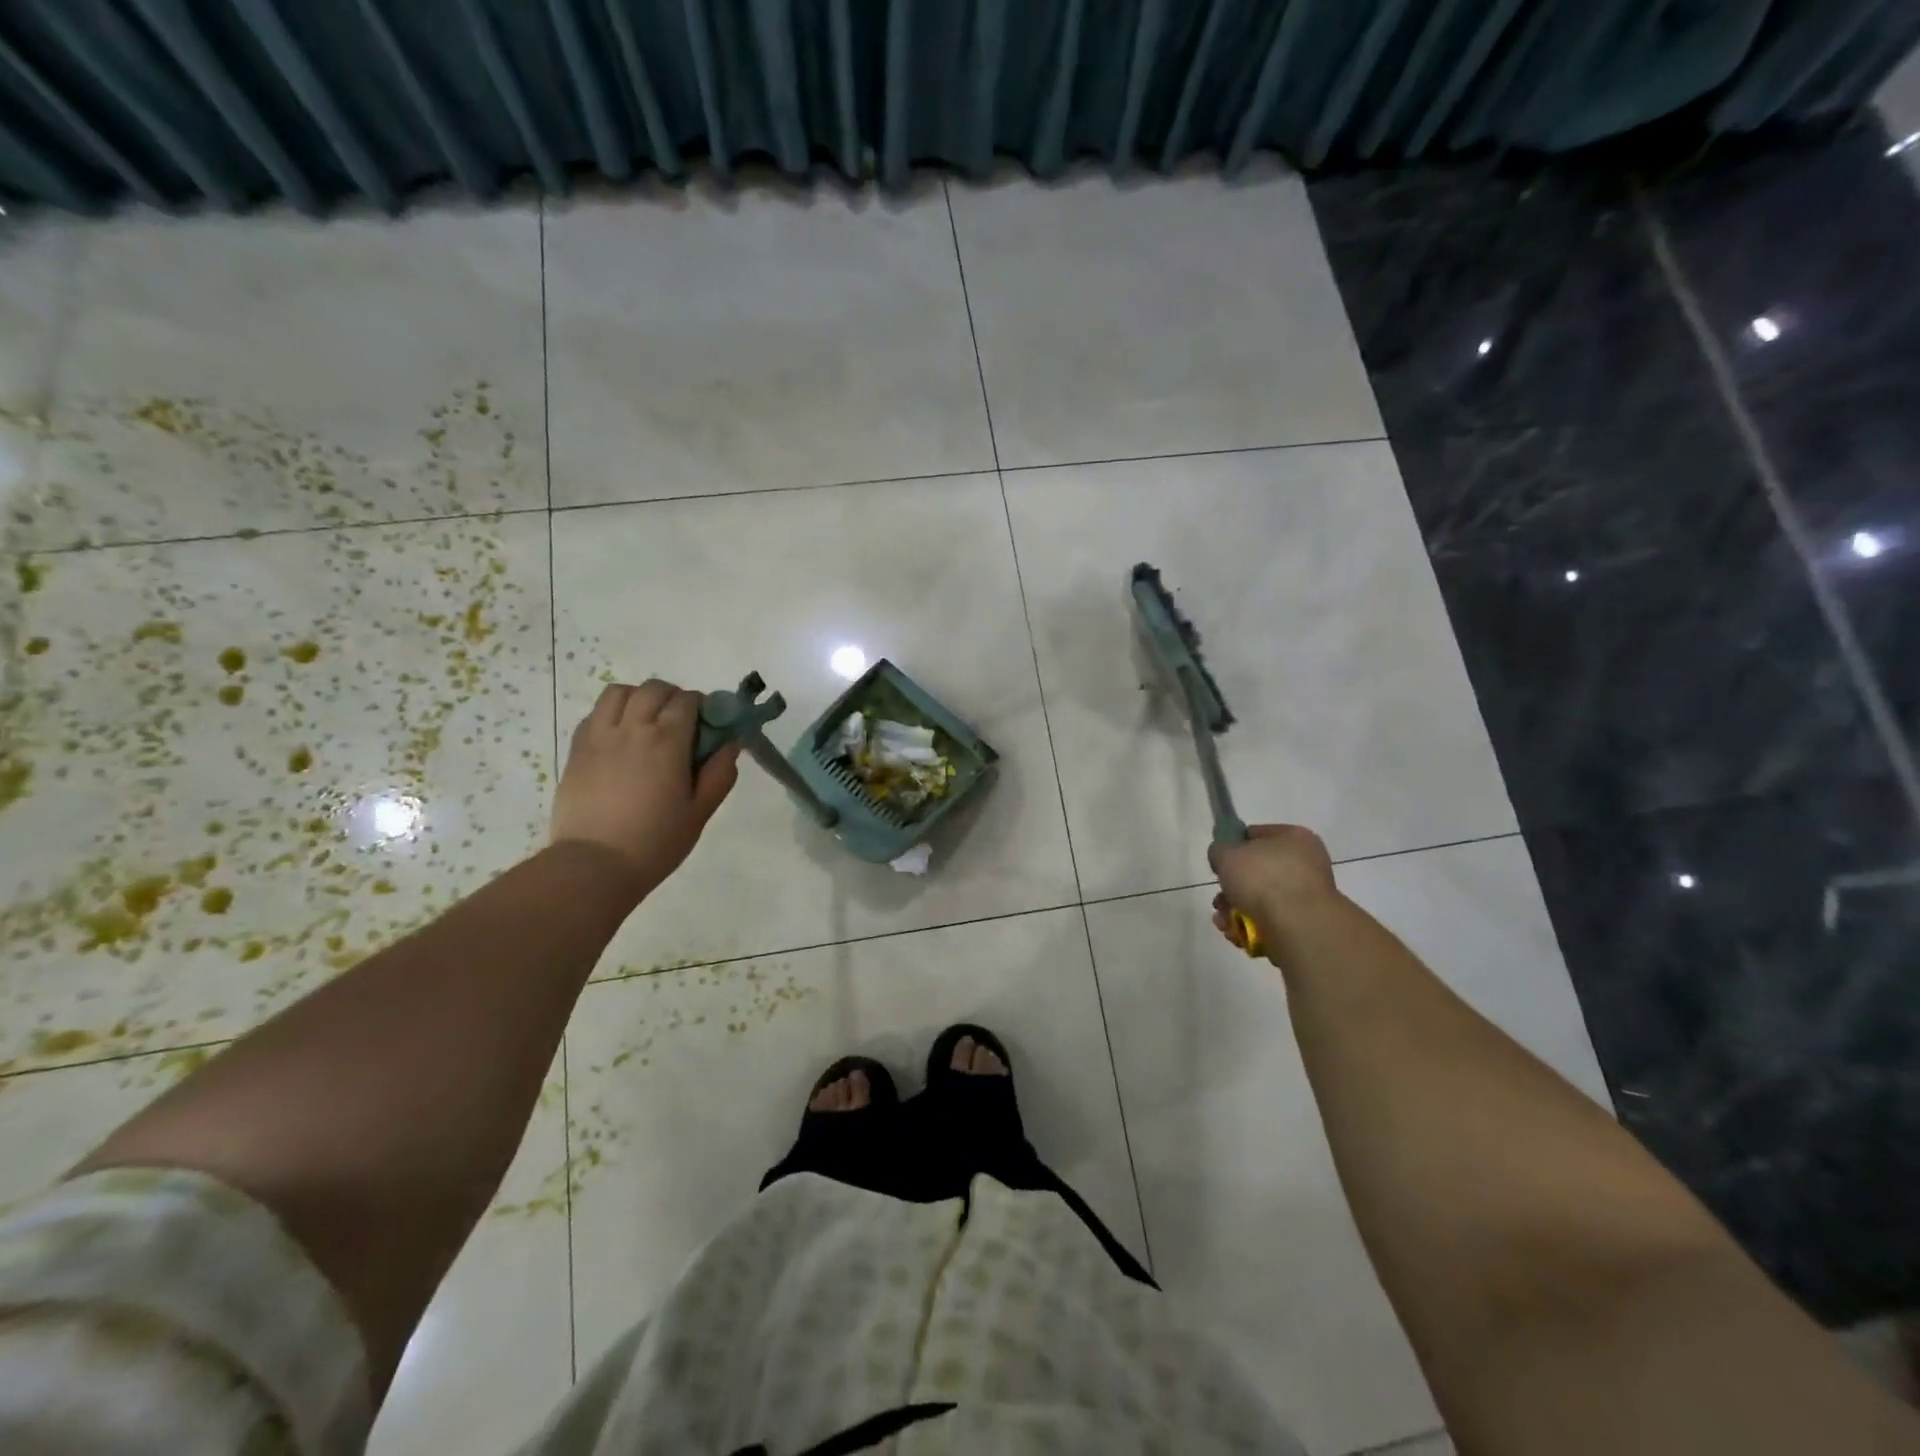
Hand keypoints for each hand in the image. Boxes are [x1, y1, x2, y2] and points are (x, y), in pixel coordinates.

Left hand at [551, 681, 739, 900]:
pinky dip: (612, 714)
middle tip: (681, 723)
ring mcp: (599, 736)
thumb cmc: (656, 842)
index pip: (688, 700)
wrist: (594, 865)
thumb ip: (720, 774)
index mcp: (667, 741)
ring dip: (638, 698)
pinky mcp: (577, 749)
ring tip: (646, 722)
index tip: (709, 725)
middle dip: (673, 697)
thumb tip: (730, 743)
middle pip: (653, 689)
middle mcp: (632, 728)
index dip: (703, 706)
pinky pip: (594, 714)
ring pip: (618, 692)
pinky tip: (620, 738)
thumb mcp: (700, 812)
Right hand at [1209, 824, 1338, 950]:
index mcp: (1294, 837)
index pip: (1256, 835)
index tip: (1219, 863)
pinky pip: (1271, 921)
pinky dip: (1251, 927)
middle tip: (1219, 899)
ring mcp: (1307, 896)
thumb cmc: (1262, 879)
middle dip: (1232, 888)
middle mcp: (1306, 863)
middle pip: (1257, 872)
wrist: (1297, 926)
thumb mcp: (1226, 854)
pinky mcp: (1305, 923)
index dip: (1233, 847)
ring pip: (1260, 899)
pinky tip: (1236, 933)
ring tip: (1223, 921)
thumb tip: (1223, 856)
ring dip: (1236, 910)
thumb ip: (1219, 850)